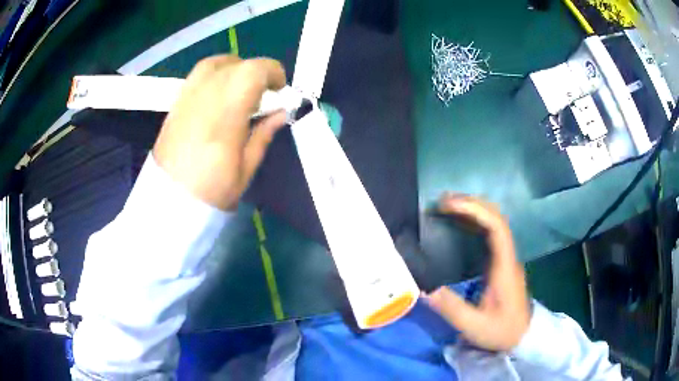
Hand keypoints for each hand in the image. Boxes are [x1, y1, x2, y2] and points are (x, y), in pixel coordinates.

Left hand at [153, 55, 286, 209]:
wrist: (168, 201)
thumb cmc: (210, 192)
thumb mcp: (245, 170)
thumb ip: (263, 135)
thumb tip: (280, 113)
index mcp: (226, 114)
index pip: (253, 71)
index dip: (273, 73)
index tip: (279, 91)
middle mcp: (205, 97)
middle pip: (236, 64)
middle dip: (256, 73)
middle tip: (262, 96)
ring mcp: (187, 97)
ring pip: (215, 63)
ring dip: (234, 69)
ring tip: (240, 91)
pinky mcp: (176, 103)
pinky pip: (198, 75)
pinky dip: (215, 75)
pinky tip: (219, 96)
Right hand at [423, 193, 529, 350]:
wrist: (523, 336)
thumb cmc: (502, 331)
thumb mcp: (474, 326)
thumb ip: (451, 308)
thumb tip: (423, 288)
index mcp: (504, 267)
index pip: (496, 226)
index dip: (474, 210)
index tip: (449, 206)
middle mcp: (508, 256)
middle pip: (496, 217)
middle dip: (471, 204)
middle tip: (441, 203)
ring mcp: (506, 258)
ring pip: (494, 222)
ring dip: (472, 210)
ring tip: (446, 209)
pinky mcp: (502, 264)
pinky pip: (490, 234)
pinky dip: (474, 223)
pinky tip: (458, 226)